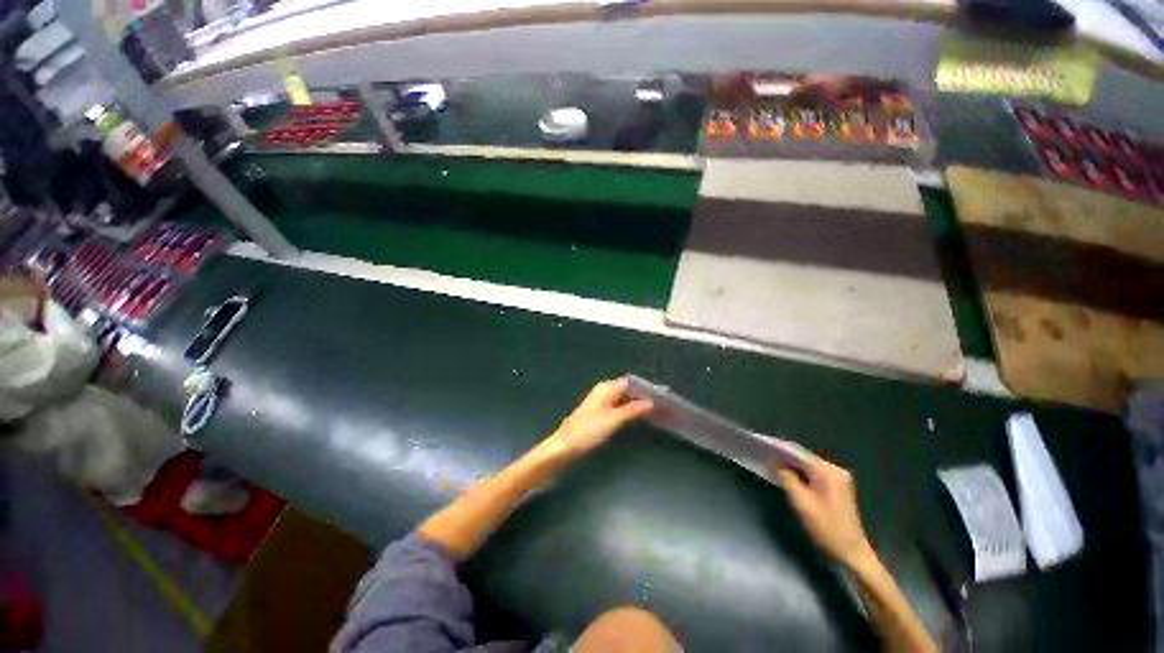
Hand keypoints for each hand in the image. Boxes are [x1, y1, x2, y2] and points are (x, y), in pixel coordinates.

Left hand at [546, 377, 652, 456]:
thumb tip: (650, 401)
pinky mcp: (599, 412)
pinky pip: (619, 405)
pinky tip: (639, 416)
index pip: (631, 382)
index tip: (663, 394)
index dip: (646, 387)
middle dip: (644, 395)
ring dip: (638, 403)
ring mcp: (601, 401)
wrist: (565, 446)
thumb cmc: (589, 431)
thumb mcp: (613, 420)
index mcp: (606, 388)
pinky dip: (630, 409)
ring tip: (656, 410)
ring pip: (624, 398)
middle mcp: (604, 391)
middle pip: (627, 389)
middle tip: (662, 404)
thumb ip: (632, 409)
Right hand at [774, 451, 873, 568]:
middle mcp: (835, 470)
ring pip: (809, 466)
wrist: (851, 553)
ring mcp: (838, 479)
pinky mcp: (837, 487)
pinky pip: (814, 474)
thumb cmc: (826, 528)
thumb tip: (775, 462)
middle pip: (805, 458)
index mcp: (828, 472)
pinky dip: (801, 474)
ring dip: (792, 467)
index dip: (780, 449)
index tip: (763, 448)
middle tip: (765, 458)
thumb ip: (786, 478)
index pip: (799, 453)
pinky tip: (790, 478)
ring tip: (773, 466)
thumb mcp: (801, 502)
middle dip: (785, 458)